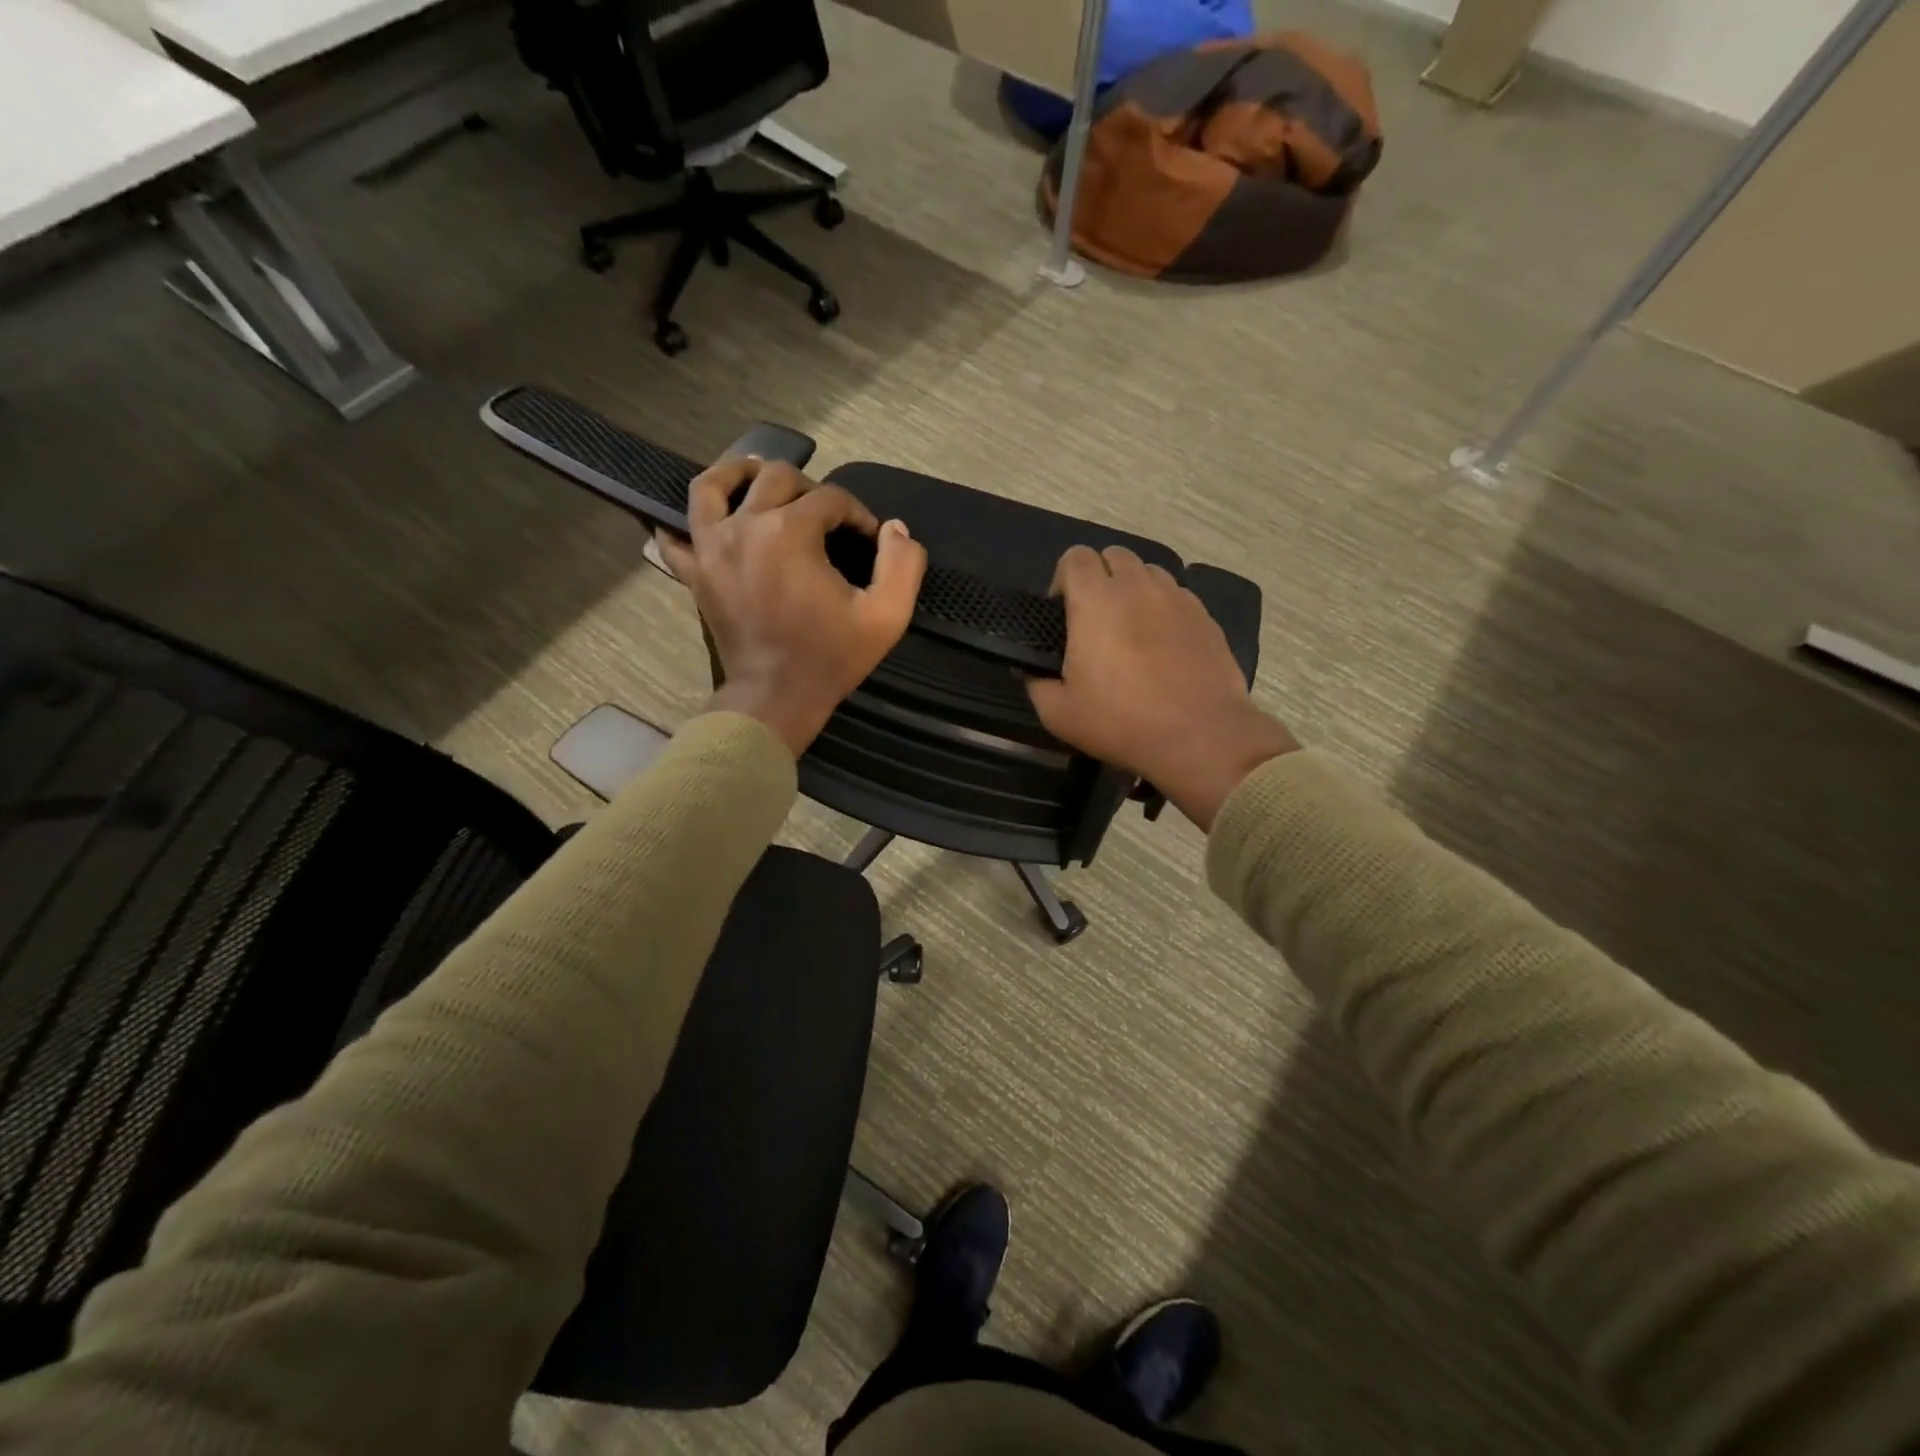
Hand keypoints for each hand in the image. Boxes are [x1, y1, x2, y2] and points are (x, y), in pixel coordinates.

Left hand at [658, 457, 926, 756]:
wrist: (776, 698)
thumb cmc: (830, 658)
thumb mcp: (886, 617)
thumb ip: (903, 566)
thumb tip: (896, 530)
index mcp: (791, 532)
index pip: (830, 498)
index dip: (857, 513)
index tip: (869, 538)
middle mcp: (745, 526)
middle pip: (775, 477)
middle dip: (809, 488)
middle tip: (826, 518)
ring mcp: (711, 548)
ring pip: (712, 485)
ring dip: (738, 474)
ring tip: (757, 480)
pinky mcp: (694, 574)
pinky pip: (675, 537)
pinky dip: (683, 525)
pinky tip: (704, 524)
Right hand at [1026, 546, 1297, 830]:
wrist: (1199, 736)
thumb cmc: (1120, 721)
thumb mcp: (1059, 713)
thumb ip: (1036, 684)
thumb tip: (1030, 670)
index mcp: (1096, 600)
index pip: (1075, 557)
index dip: (1063, 578)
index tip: (1062, 613)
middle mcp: (1138, 586)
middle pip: (1114, 555)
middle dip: (1099, 577)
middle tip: (1094, 620)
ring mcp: (1177, 598)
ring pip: (1149, 573)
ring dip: (1133, 590)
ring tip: (1130, 629)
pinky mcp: (1205, 617)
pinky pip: (1177, 596)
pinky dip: (1163, 609)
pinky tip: (1163, 646)